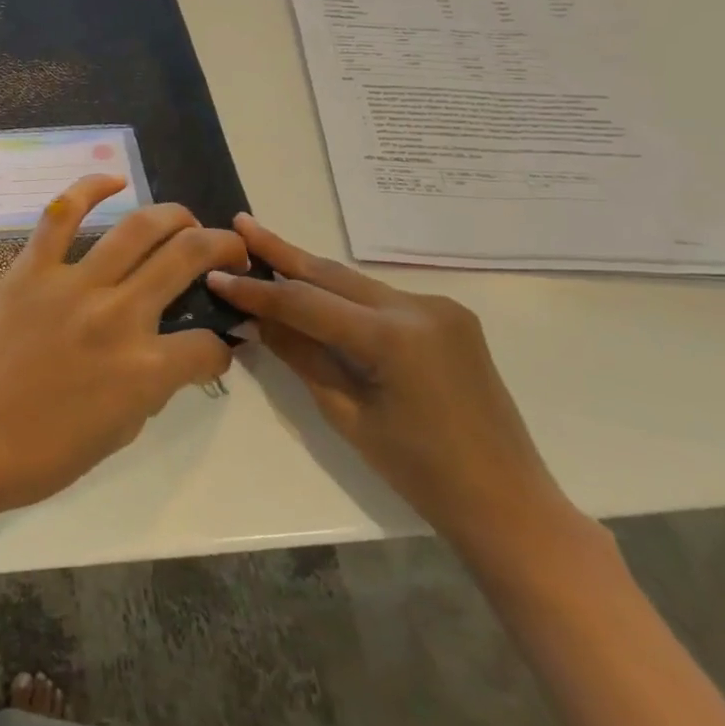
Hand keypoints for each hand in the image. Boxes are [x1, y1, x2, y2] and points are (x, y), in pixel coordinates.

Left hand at [0, 176, 246, 515]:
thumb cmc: (43, 453)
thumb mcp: (120, 433)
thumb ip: (153, 387)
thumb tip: (170, 358)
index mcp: (146, 369)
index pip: (208, 346)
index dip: (221, 348)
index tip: (214, 347)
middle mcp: (119, 316)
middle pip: (188, 257)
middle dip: (222, 248)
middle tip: (228, 248)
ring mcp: (74, 285)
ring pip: (137, 228)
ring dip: (173, 215)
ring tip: (185, 219)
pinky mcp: (32, 269)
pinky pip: (61, 216)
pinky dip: (88, 189)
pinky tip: (114, 180)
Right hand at [206, 214, 579, 563]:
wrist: (508, 502)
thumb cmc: (419, 472)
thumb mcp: (346, 414)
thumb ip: (300, 355)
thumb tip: (254, 318)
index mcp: (393, 337)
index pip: (305, 302)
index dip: (256, 289)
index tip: (216, 275)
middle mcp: (418, 307)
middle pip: (331, 274)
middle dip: (281, 250)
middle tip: (240, 223)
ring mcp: (439, 307)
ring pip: (355, 283)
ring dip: (308, 271)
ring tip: (264, 249)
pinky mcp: (448, 317)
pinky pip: (379, 298)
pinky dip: (341, 295)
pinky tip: (314, 291)